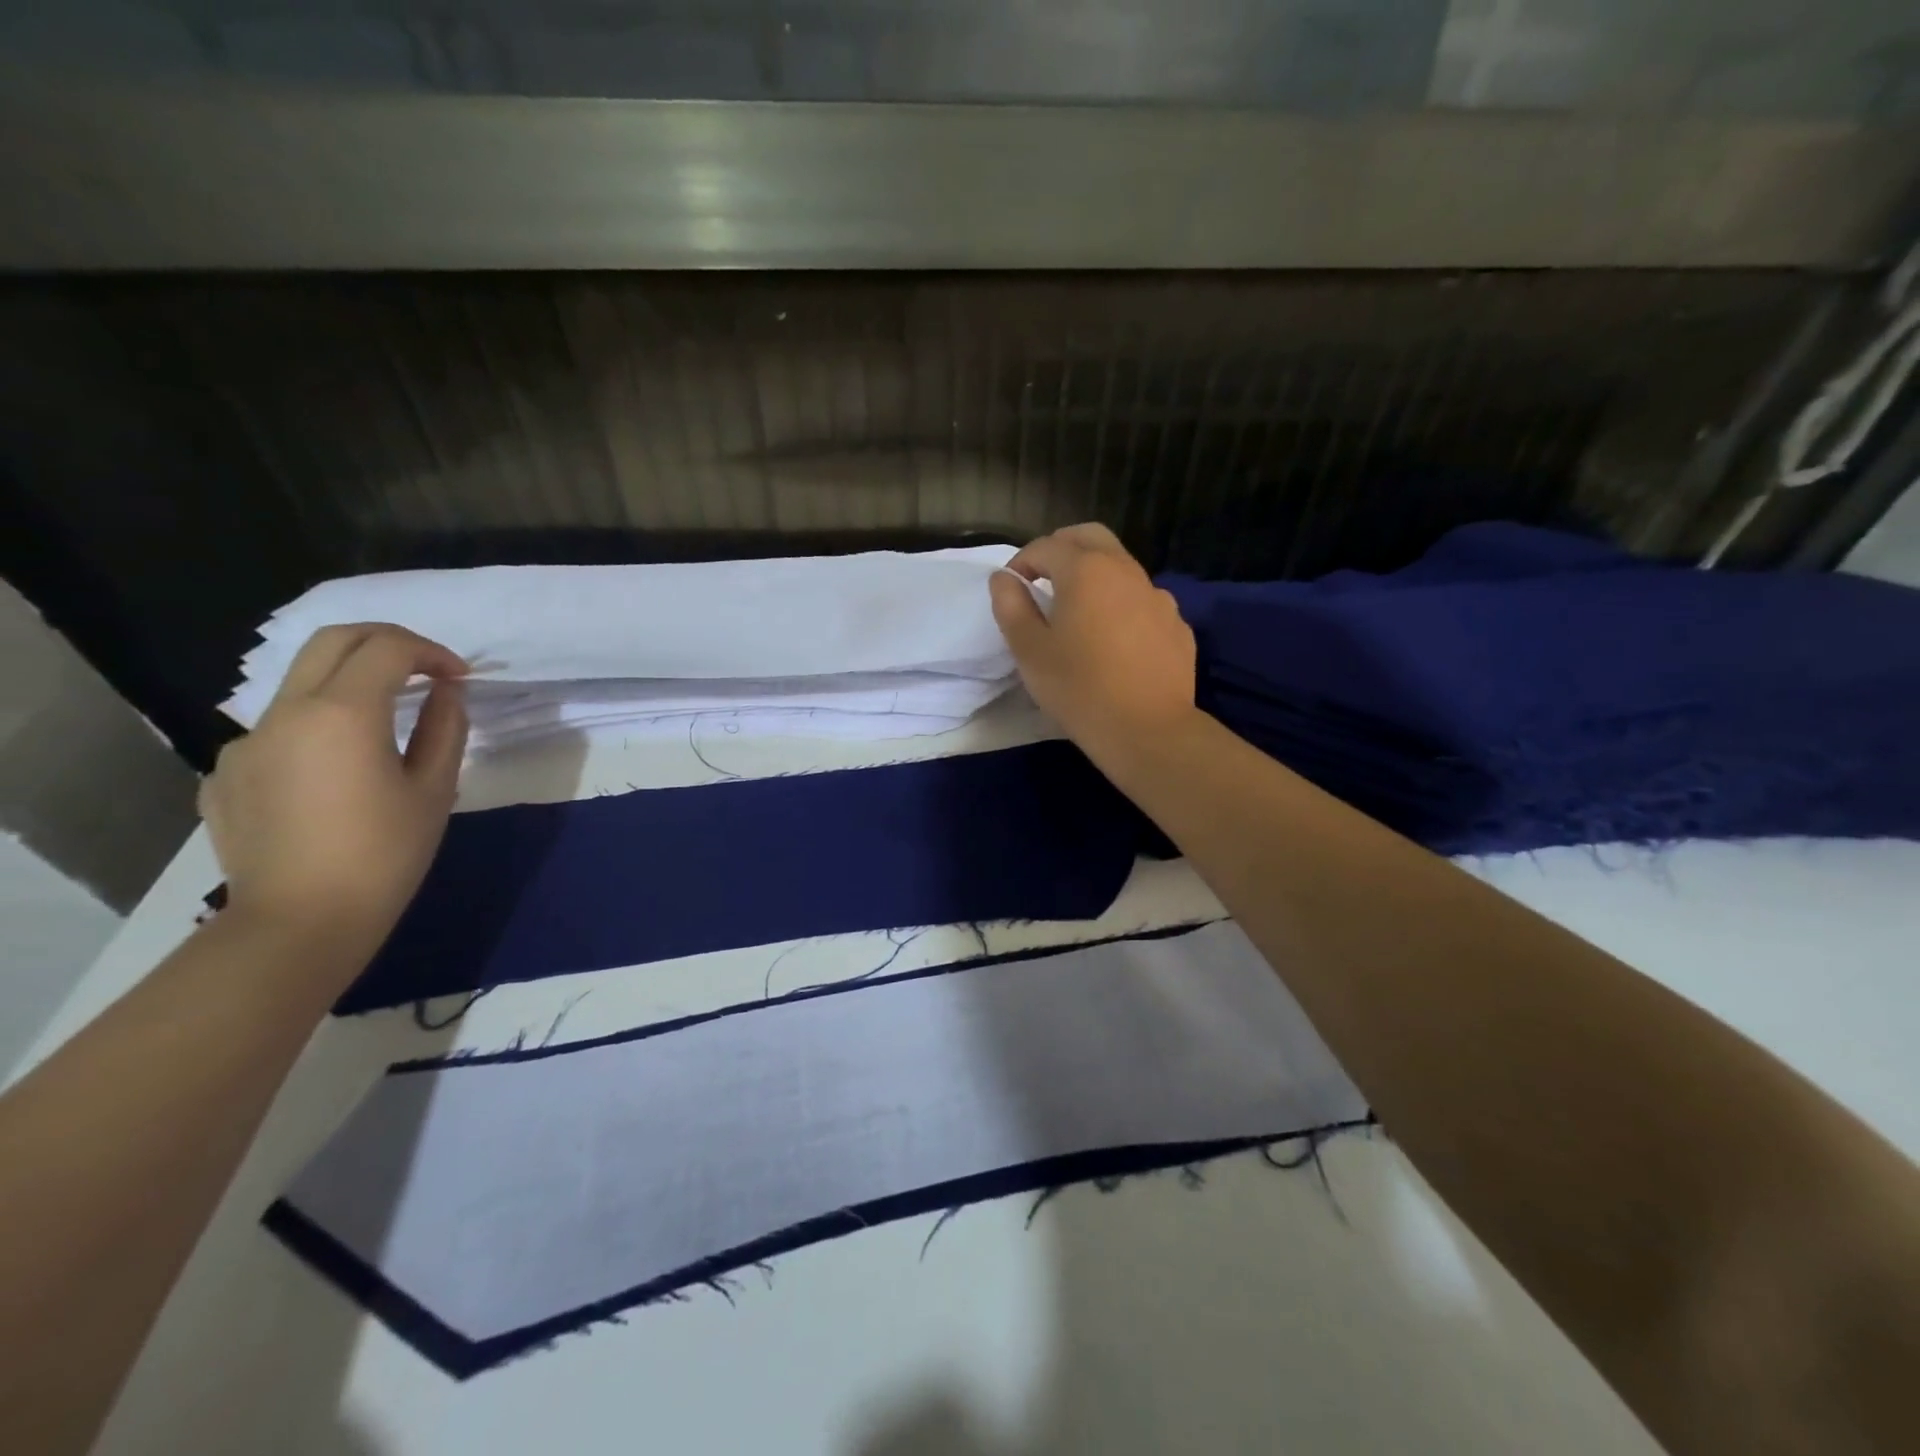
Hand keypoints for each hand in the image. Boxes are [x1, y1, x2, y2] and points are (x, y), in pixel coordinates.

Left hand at [200, 624, 468, 955]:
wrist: (299, 924)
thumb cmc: (385, 855)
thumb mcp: (435, 789)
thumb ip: (445, 728)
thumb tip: (447, 693)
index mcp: (342, 714)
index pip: (388, 648)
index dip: (432, 652)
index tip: (460, 677)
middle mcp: (284, 713)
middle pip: (333, 641)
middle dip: (387, 642)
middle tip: (426, 669)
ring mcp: (246, 743)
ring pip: (302, 686)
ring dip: (352, 688)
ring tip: (387, 730)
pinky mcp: (226, 774)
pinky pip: (279, 733)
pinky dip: (318, 732)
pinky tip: (337, 778)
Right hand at [989, 523, 1198, 767]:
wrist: (1148, 730)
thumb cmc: (1079, 689)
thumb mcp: (1030, 651)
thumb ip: (1012, 607)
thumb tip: (1004, 578)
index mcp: (1086, 570)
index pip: (1046, 546)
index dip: (1022, 562)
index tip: (1012, 588)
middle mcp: (1125, 571)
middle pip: (1090, 538)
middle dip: (1061, 549)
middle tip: (1043, 578)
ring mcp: (1157, 596)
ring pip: (1121, 566)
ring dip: (1094, 574)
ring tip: (1078, 610)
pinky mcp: (1176, 624)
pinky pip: (1143, 600)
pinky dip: (1121, 603)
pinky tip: (1114, 638)